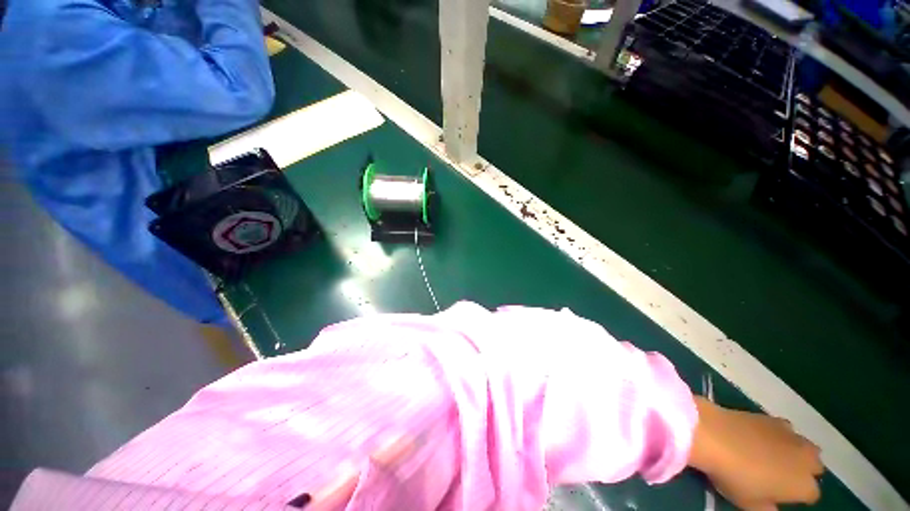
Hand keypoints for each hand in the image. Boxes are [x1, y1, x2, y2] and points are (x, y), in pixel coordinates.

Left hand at [688, 397, 823, 509]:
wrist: (715, 435)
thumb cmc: (735, 477)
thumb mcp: (750, 505)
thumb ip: (767, 508)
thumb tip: (772, 506)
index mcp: (804, 485)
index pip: (811, 494)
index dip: (796, 495)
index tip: (780, 494)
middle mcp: (807, 459)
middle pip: (814, 466)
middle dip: (802, 470)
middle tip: (779, 474)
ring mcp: (792, 435)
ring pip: (805, 446)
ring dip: (794, 451)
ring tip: (772, 455)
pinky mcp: (774, 418)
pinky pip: (785, 429)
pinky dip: (778, 434)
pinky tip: (760, 436)